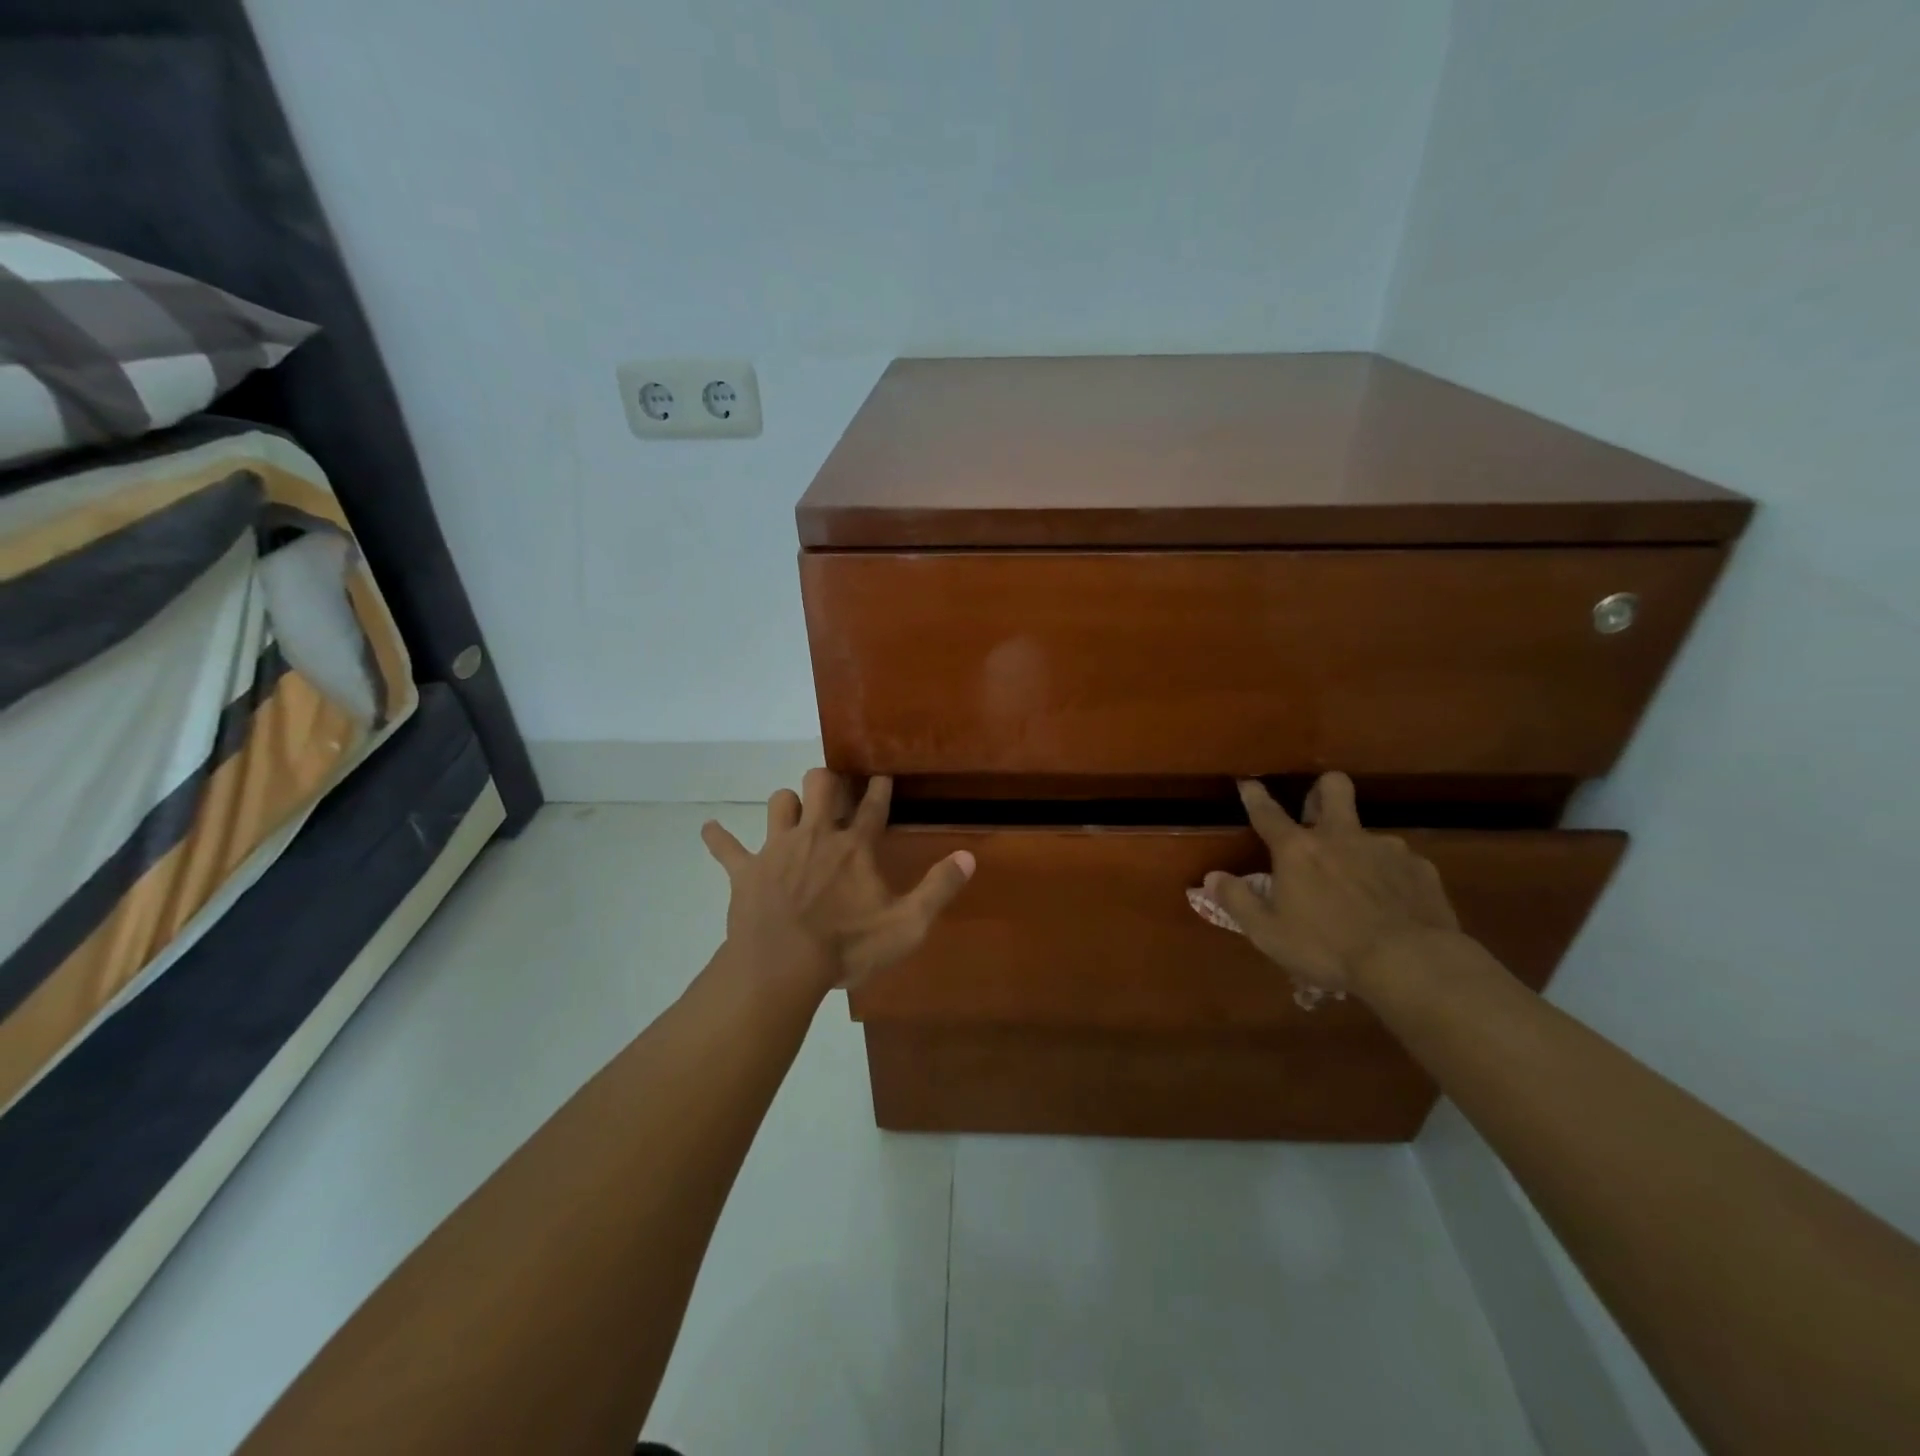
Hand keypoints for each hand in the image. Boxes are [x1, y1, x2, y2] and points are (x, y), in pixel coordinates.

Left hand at [701, 770, 974, 990]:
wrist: (782, 967)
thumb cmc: (847, 947)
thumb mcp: (906, 925)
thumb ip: (938, 889)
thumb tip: (969, 857)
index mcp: (855, 847)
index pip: (875, 807)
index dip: (881, 789)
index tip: (883, 775)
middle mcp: (817, 836)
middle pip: (821, 786)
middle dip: (829, 781)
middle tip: (834, 788)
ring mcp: (778, 849)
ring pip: (779, 803)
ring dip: (787, 804)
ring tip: (793, 812)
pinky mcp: (747, 871)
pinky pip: (727, 848)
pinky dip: (718, 839)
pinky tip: (709, 830)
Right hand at [1204, 774, 1460, 999]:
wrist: (1410, 963)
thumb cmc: (1327, 947)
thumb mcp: (1268, 932)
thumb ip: (1237, 900)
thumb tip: (1212, 876)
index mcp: (1297, 850)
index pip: (1267, 813)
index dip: (1255, 796)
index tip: (1248, 783)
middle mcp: (1340, 836)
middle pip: (1333, 788)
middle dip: (1323, 789)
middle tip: (1317, 813)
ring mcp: (1385, 848)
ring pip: (1368, 832)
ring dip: (1358, 848)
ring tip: (1359, 884)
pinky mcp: (1420, 868)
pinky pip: (1400, 863)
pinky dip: (1390, 877)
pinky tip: (1393, 905)